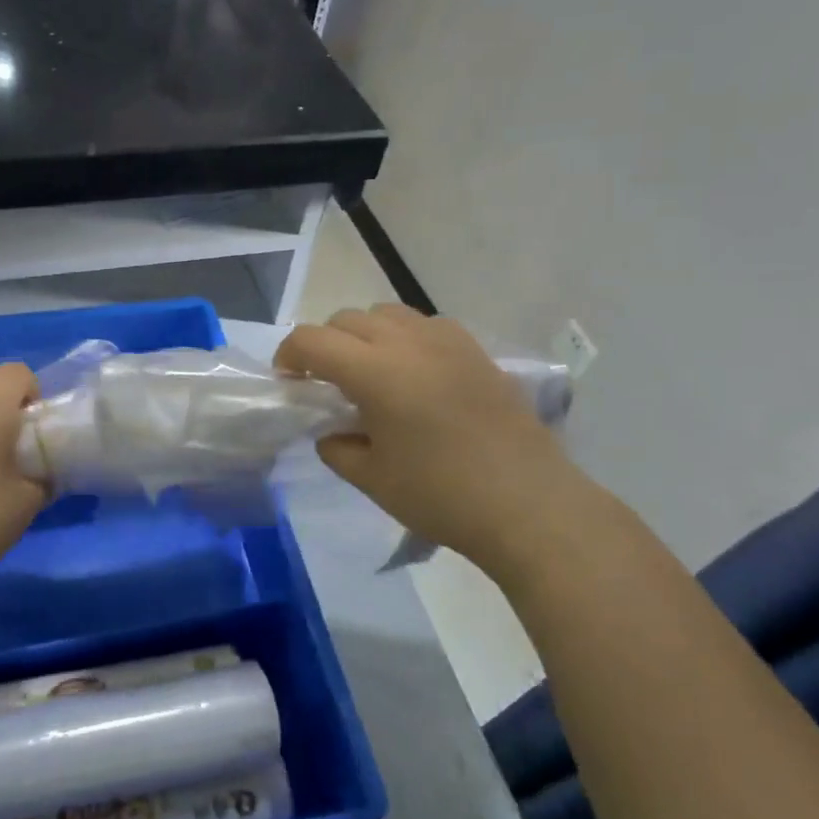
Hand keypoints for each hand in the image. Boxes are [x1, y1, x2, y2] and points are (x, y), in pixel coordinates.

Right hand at [275, 305, 599, 576]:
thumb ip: (338, 448)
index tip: (288, 381)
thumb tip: (331, 432)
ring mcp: (447, 341)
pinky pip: (424, 325)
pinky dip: (404, 338)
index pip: (312, 340)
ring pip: (387, 313)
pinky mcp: (475, 351)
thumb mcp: (372, 479)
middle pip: (346, 319)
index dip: (289, 355)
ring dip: (364, 335)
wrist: (529, 505)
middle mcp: (409, 342)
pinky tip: (414, 375)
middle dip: (325, 344)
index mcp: (376, 372)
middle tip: (326, 383)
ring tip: (370, 374)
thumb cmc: (442, 496)